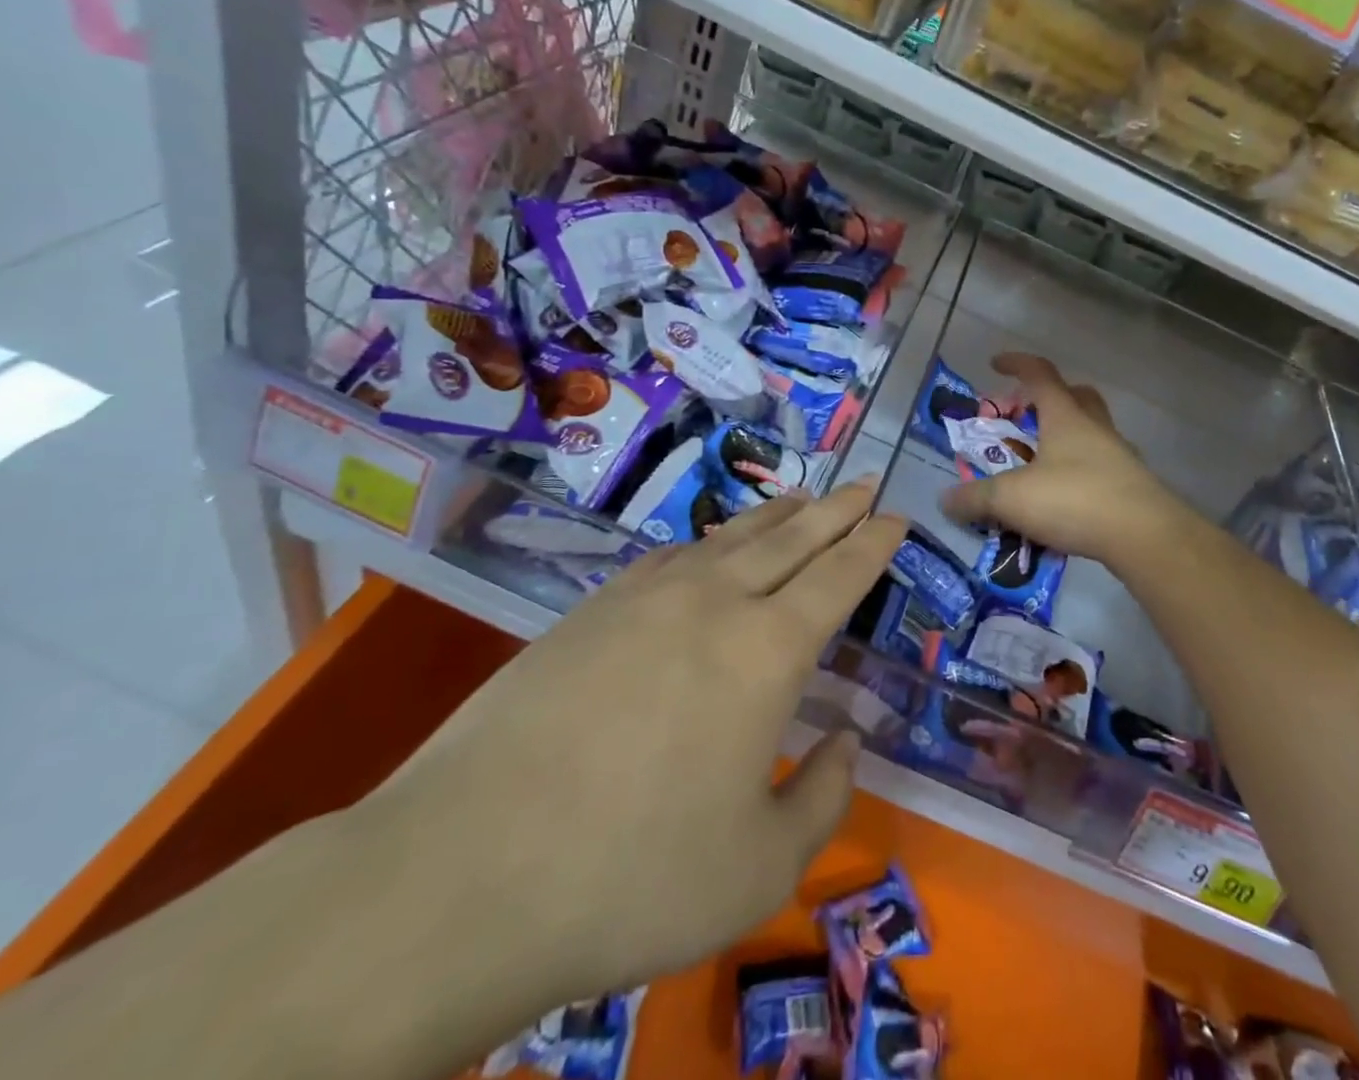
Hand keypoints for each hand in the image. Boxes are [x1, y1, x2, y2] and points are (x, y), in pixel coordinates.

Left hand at [359, 484, 906, 1005]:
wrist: (463, 873)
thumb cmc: (631, 876)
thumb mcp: (759, 868)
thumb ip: (823, 798)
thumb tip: (845, 741)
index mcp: (767, 651)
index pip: (838, 576)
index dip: (873, 542)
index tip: (895, 515)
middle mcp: (714, 603)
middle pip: (791, 536)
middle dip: (836, 508)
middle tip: (865, 482)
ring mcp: (647, 598)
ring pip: (730, 537)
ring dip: (775, 514)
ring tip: (802, 497)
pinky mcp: (591, 610)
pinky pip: (671, 557)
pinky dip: (707, 542)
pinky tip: (708, 546)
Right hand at [938, 352, 1183, 567]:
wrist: (1145, 536)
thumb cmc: (1075, 499)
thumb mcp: (1012, 498)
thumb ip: (975, 497)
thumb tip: (945, 499)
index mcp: (1066, 417)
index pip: (1040, 374)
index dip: (1016, 364)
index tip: (995, 363)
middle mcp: (1095, 428)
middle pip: (1076, 397)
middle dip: (1048, 399)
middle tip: (1025, 416)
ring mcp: (1118, 457)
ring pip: (1090, 433)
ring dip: (1064, 439)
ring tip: (1037, 467)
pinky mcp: (1131, 487)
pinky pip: (1099, 469)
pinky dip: (1077, 475)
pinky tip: (1062, 502)